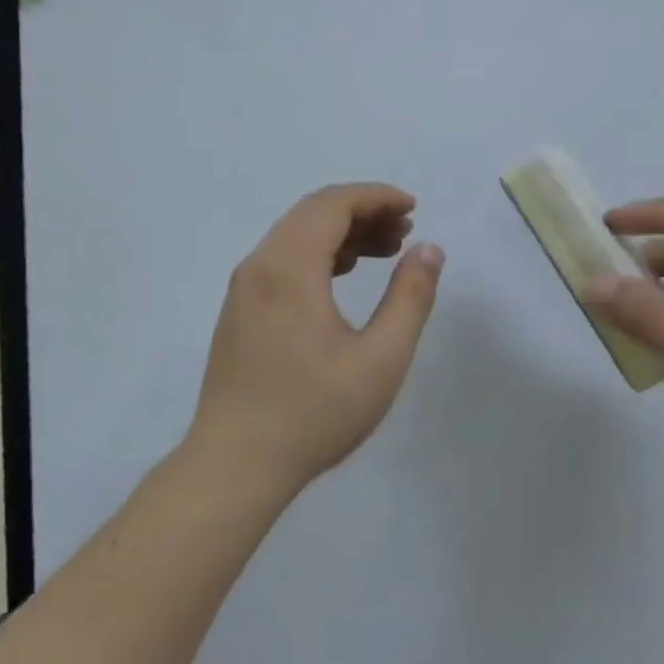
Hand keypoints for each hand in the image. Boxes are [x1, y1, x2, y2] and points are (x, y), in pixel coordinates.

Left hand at [187, 184, 444, 496]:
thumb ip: (410, 298)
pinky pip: (282, 259)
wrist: (235, 465)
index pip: (333, 204)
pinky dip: (318, 254)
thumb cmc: (313, 414)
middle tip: (404, 232)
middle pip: (313, 213)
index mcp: (289, 267)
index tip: (413, 209)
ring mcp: (244, 288)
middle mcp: (260, 265)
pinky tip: (343, 274)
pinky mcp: (240, 310)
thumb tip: (428, 250)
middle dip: (362, 212)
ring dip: (341, 233)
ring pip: (296, 235)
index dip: (377, 197)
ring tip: (385, 250)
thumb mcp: (380, 359)